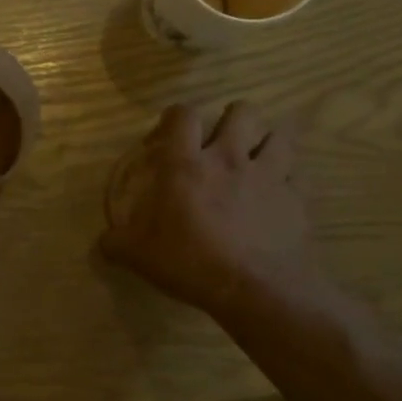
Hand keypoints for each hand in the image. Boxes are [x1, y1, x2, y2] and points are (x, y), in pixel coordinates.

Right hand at [100, 102, 332, 324]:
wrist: (258, 289)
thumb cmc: (191, 263)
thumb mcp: (140, 256)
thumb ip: (117, 244)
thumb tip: (102, 242)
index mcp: (187, 164)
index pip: (183, 116)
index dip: (176, 116)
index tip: (171, 132)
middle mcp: (229, 158)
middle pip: (241, 112)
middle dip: (233, 119)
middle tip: (222, 141)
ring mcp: (269, 175)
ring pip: (279, 135)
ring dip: (268, 142)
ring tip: (258, 159)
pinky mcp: (297, 198)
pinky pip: (299, 176)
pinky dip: (291, 180)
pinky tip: (281, 195)